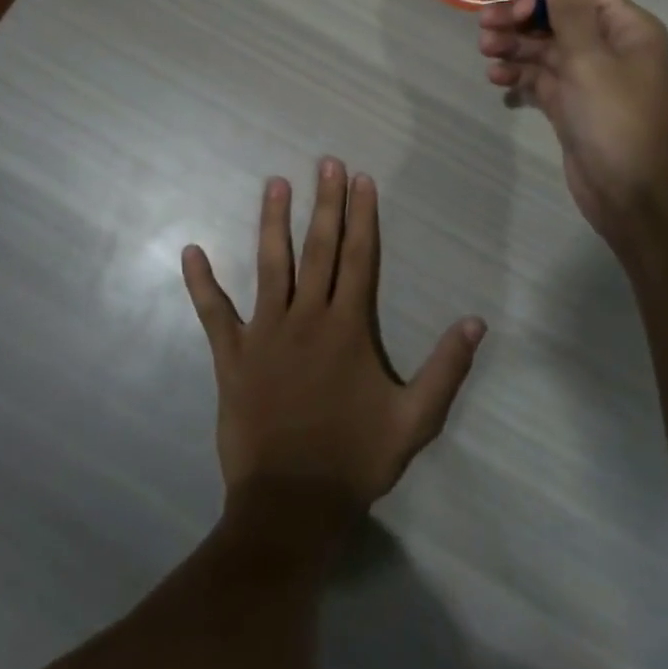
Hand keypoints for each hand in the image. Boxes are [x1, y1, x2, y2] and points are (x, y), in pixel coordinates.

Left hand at [181, 159, 486, 533]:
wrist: (291, 505)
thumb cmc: (355, 460)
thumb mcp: (416, 420)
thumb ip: (446, 368)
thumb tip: (476, 321)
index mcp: (348, 328)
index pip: (359, 258)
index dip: (362, 216)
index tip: (362, 180)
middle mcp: (307, 318)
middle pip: (319, 249)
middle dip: (325, 203)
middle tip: (326, 163)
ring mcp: (265, 334)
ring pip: (270, 266)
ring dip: (272, 223)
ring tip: (275, 184)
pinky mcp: (232, 356)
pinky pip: (213, 313)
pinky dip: (201, 283)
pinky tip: (191, 251)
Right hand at [478, 0, 667, 239]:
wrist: (630, 193)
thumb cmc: (615, 120)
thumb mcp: (590, 61)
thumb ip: (570, 12)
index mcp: (626, 28)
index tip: (514, 9)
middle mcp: (609, 47)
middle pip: (558, 19)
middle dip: (520, 21)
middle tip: (484, 29)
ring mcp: (589, 77)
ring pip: (545, 49)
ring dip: (514, 48)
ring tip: (485, 53)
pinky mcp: (571, 104)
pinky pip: (541, 78)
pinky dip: (520, 75)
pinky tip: (497, 79)